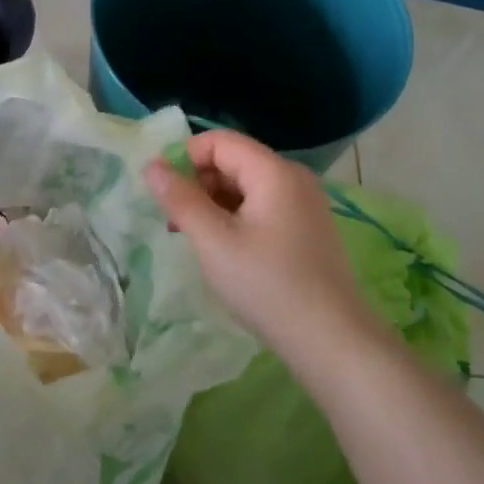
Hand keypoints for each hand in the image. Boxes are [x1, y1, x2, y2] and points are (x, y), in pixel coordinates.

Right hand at [144, 129, 383, 360]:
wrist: (331, 341)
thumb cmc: (267, 285)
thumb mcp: (213, 241)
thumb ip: (180, 199)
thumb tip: (151, 165)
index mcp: (274, 172)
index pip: (219, 141)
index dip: (183, 157)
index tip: (160, 191)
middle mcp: (293, 179)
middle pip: (232, 161)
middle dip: (196, 182)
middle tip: (172, 220)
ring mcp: (303, 204)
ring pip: (244, 186)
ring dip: (211, 203)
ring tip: (191, 237)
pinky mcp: (305, 229)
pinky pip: (260, 206)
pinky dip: (233, 217)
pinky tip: (220, 248)